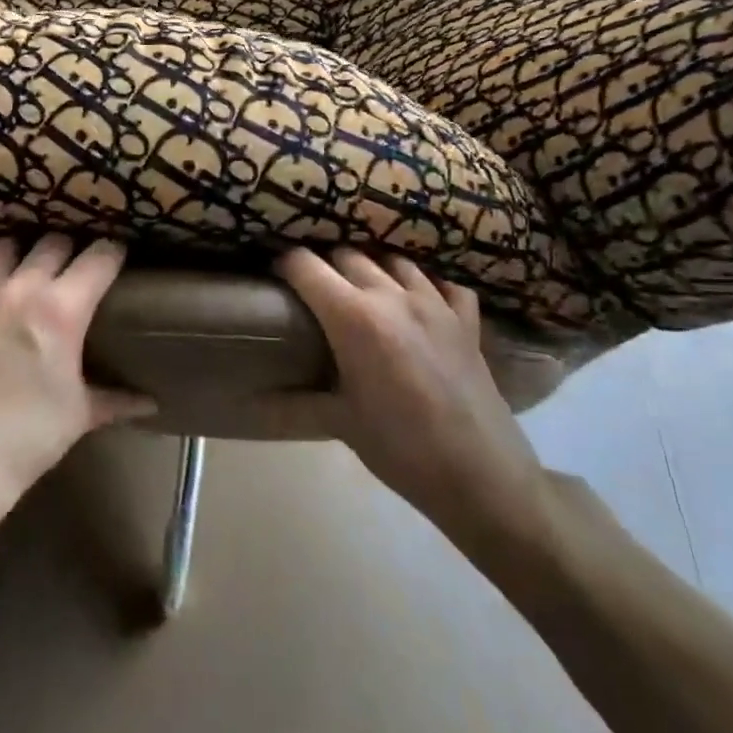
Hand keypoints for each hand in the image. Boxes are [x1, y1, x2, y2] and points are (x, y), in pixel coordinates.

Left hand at [0, 235, 152, 496]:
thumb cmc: (30, 437)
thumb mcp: (80, 415)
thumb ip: (116, 399)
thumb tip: (149, 404)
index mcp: (62, 310)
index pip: (99, 259)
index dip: (113, 252)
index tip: (117, 255)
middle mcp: (21, 289)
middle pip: (53, 243)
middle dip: (69, 250)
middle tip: (73, 266)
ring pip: (2, 245)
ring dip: (18, 250)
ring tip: (23, 264)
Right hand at [279, 248, 556, 565]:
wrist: (482, 476)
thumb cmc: (400, 448)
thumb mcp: (339, 423)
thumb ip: (292, 404)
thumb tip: (250, 402)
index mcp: (353, 317)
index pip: (306, 266)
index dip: (284, 265)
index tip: (275, 277)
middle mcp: (392, 296)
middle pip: (348, 256)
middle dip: (325, 266)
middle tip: (314, 292)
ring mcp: (436, 304)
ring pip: (394, 261)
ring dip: (372, 269)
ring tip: (361, 291)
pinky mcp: (468, 321)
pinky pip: (444, 284)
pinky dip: (426, 285)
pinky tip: (418, 303)